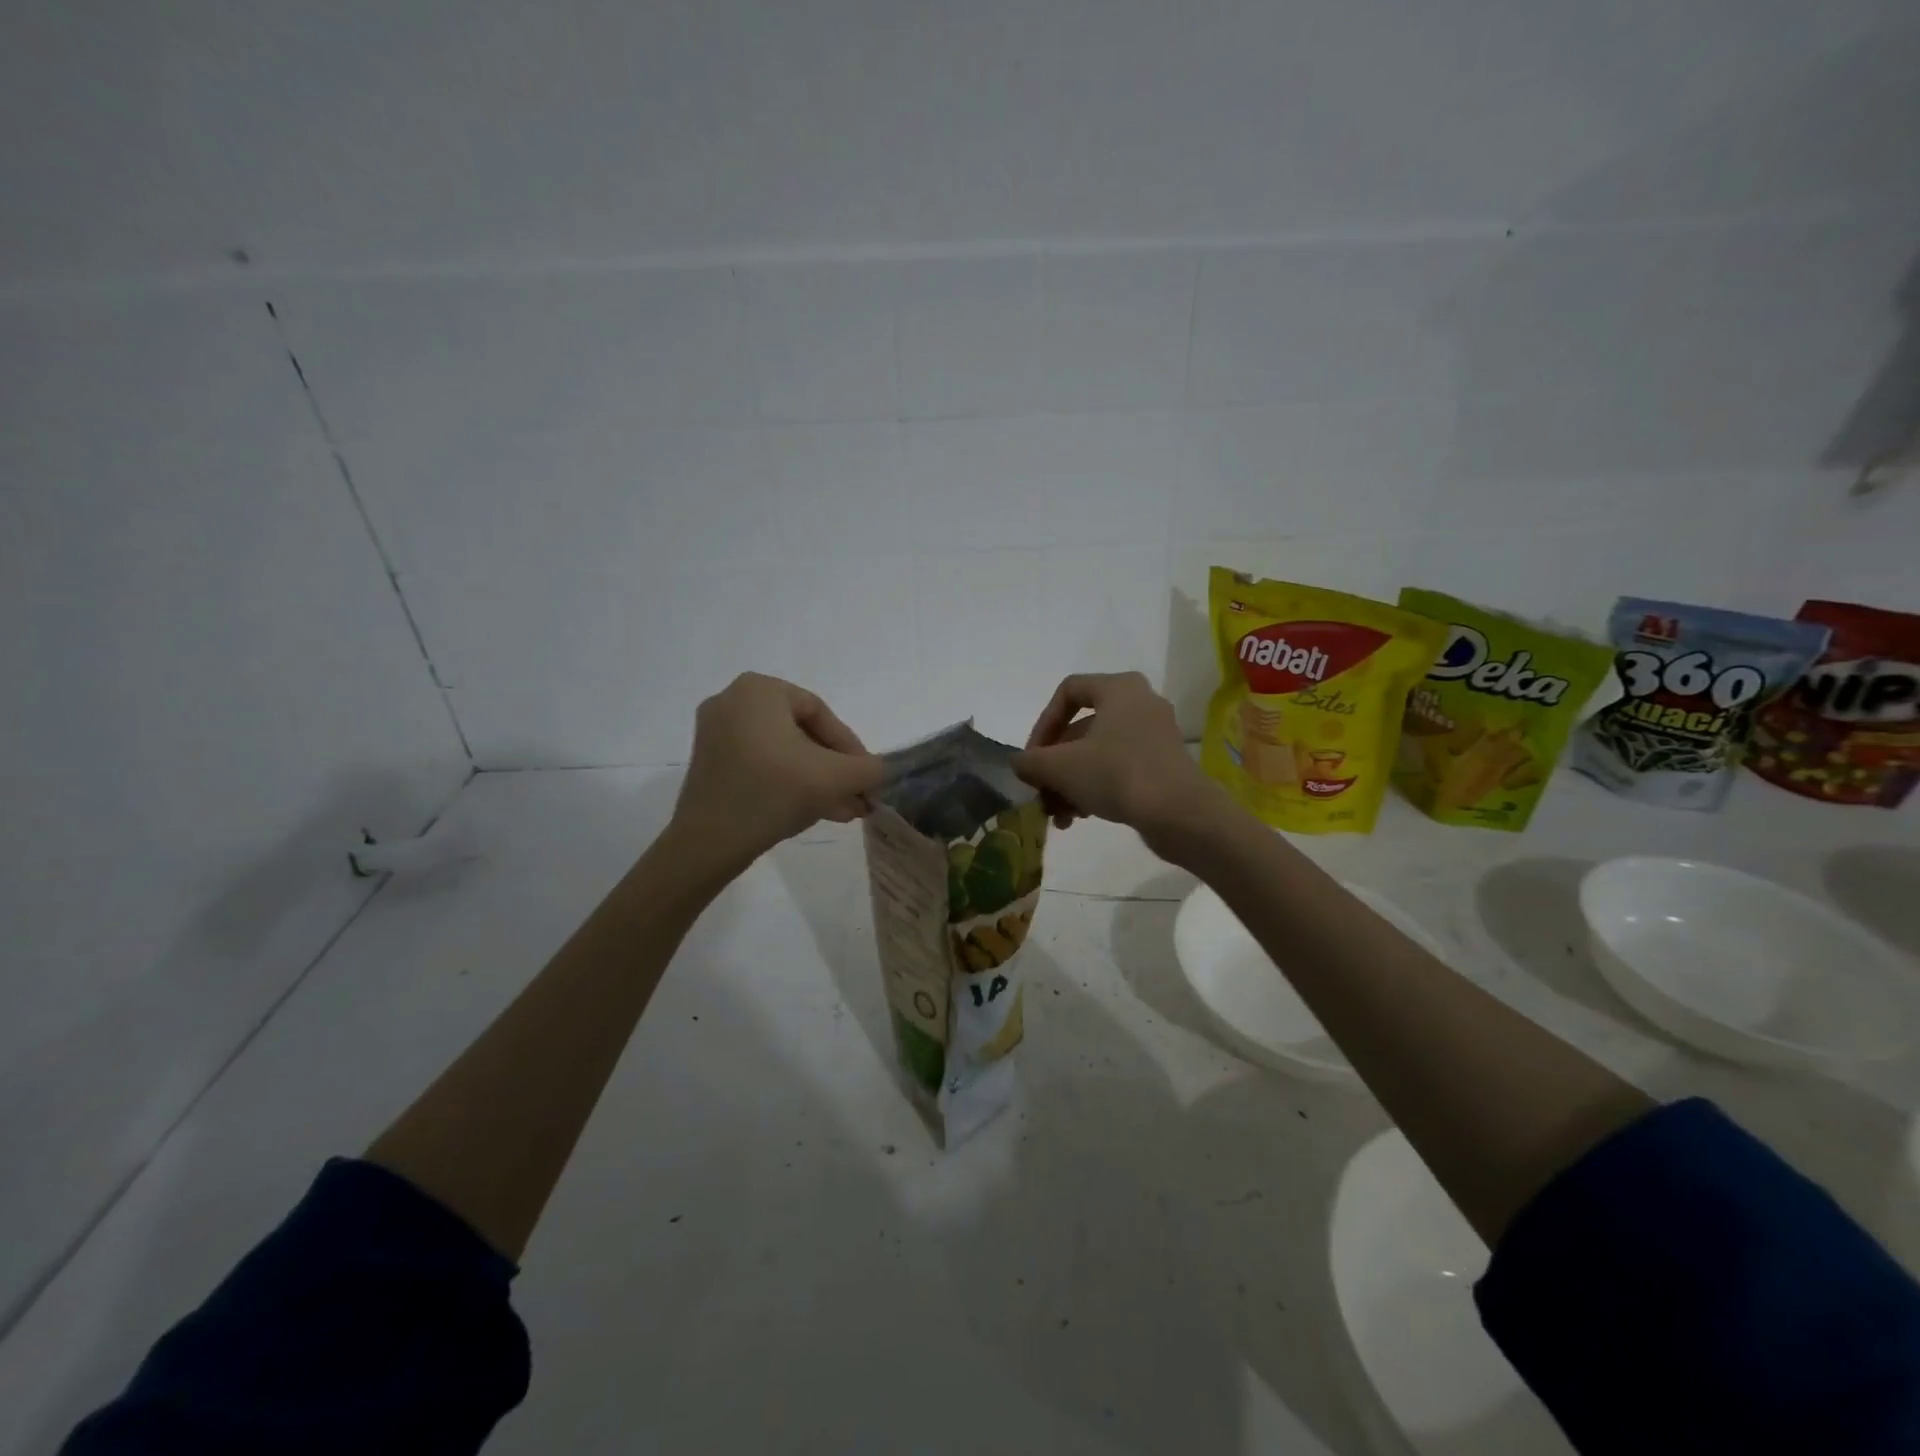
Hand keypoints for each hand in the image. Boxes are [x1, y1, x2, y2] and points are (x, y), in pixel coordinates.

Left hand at [671, 674, 884, 869]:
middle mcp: (733, 701)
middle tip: (857, 797)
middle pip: (802, 734)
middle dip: (834, 769)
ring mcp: (716, 733)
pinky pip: (761, 765)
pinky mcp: (710, 763)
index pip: (821, 714)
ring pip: (784, 753)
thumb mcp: (835, 778)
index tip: (866, 777)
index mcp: (760, 690)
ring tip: (843, 812)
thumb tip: (880, 769)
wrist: (709, 842)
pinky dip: (789, 783)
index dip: (851, 748)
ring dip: (817, 781)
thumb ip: (869, 768)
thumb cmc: (774, 793)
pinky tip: (815, 811)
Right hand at [1013, 672, 1226, 846]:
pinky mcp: (1163, 765)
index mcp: (1119, 688)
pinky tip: (1081, 818)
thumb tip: (1019, 764)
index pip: (1067, 692)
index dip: (1042, 724)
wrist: (1180, 814)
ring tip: (1058, 815)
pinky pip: (1118, 769)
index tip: (1033, 757)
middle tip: (1041, 792)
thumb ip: (1030, 761)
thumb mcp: (1060, 767)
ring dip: (1070, 782)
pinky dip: (1095, 788)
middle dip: (1054, 765)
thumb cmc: (1117, 775)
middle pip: (1081, 729)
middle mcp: (1140, 703)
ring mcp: (1155, 735)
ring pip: (1097, 753)